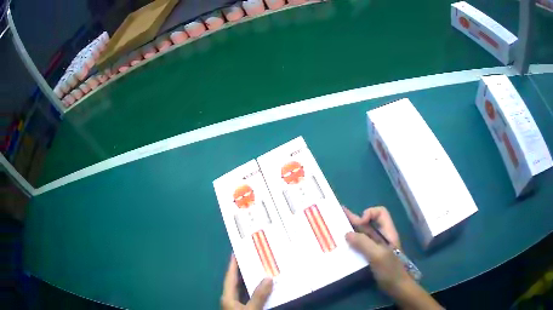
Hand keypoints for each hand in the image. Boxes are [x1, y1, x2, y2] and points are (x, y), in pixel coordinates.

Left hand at [221, 255, 273, 309]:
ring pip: (241, 291)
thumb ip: (259, 295)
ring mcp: (234, 305)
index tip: (235, 252)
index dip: (232, 265)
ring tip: (258, 272)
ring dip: (249, 282)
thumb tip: (268, 278)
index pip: (230, 277)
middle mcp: (229, 299)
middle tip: (251, 260)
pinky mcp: (240, 309)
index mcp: (227, 296)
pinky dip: (252, 292)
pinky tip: (261, 290)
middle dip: (242, 272)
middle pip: (235, 282)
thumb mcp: (252, 308)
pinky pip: (246, 297)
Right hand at [343, 207, 442, 309]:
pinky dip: (352, 244)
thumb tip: (347, 234)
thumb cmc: (390, 270)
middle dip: (354, 219)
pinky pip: (360, 246)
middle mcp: (381, 237)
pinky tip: (342, 246)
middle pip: (369, 222)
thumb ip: (364, 243)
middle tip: (338, 215)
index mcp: (387, 232)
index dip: (369, 213)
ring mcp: (376, 247)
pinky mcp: (371, 256)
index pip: (380, 212)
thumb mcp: (378, 255)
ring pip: (363, 235)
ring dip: (351, 232)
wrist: (397, 287)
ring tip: (335, 230)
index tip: (359, 223)